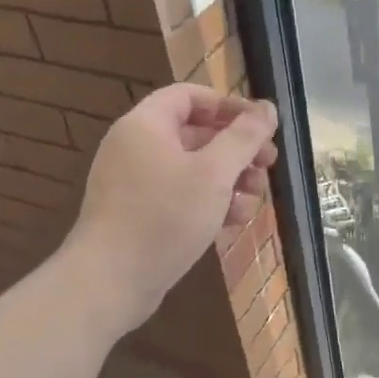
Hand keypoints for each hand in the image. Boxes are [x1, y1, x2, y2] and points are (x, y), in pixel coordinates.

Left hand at [66, 85, 278, 331]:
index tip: (262, 126)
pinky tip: (233, 223)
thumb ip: (244, 137)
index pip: (190, 96)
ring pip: (192, 170)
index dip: (229, 106)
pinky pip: (180, 197)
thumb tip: (268, 108)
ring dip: (229, 181)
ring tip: (254, 200)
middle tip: (268, 166)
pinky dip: (208, 204)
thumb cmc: (164, 216)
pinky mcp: (140, 215)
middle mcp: (136, 147)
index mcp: (146, 125)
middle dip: (237, 150)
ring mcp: (136, 184)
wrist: (110, 281)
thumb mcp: (214, 173)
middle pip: (196, 134)